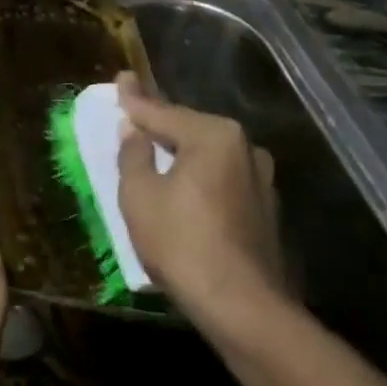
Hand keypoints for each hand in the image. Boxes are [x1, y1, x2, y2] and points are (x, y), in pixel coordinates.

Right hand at [115, 73, 290, 336]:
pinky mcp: (266, 210)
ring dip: (182, 154)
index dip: (134, 100)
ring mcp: (261, 179)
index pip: (162, 112)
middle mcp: (244, 147)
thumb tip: (133, 130)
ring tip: (156, 153)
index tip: (120, 79)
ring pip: (208, 156)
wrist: (243, 307)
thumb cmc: (182, 242)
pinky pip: (222, 180)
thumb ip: (134, 154)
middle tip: (133, 119)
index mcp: (213, 135)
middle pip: (189, 130)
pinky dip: (200, 179)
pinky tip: (184, 190)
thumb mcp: (140, 195)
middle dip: (160, 126)